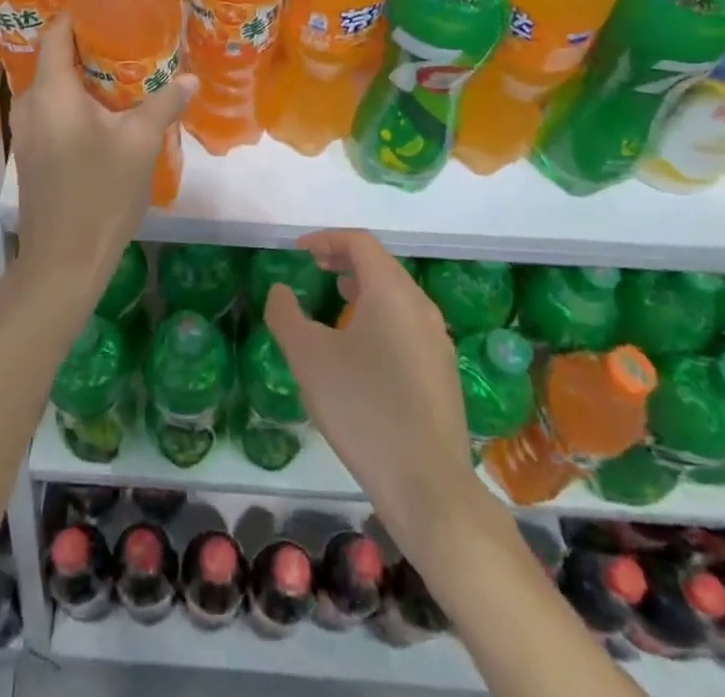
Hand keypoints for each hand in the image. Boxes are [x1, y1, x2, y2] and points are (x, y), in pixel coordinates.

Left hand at [10, 13, 196, 316]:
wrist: (62, 262)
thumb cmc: (99, 195)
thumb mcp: (140, 145)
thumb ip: (163, 104)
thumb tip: (189, 79)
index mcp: (51, 92)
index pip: (57, 32)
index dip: (80, 13)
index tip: (111, 6)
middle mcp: (30, 104)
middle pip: (55, 58)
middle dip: (90, 45)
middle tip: (130, 38)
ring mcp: (26, 131)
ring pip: (55, 86)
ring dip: (86, 76)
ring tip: (125, 72)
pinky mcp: (31, 153)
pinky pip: (53, 110)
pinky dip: (77, 101)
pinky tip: (108, 112)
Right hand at [265, 230, 500, 553]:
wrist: (427, 485)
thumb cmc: (363, 408)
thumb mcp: (309, 357)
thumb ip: (286, 315)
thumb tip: (281, 291)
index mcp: (392, 291)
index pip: (360, 242)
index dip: (326, 239)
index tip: (299, 252)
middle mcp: (420, 306)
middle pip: (381, 265)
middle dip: (344, 260)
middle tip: (314, 269)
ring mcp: (437, 340)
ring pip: (396, 296)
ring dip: (363, 289)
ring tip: (334, 302)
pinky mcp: (443, 372)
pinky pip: (407, 324)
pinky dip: (379, 316)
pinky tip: (361, 349)